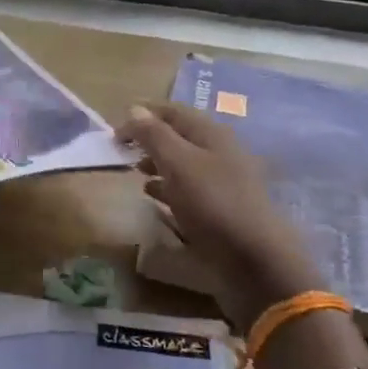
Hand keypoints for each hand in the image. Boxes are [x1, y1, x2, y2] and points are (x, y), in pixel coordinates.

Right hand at [117, 102, 323, 329]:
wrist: (253, 259)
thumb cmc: (213, 204)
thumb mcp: (178, 164)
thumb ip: (154, 135)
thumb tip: (134, 109)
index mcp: (212, 134)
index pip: (173, 112)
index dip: (143, 114)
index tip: (114, 128)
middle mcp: (219, 152)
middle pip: (179, 135)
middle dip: (148, 138)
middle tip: (120, 150)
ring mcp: (222, 181)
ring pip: (182, 162)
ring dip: (156, 162)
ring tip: (133, 170)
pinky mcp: (219, 208)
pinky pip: (188, 188)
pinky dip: (167, 186)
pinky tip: (153, 196)